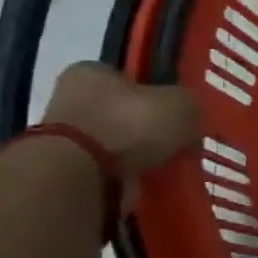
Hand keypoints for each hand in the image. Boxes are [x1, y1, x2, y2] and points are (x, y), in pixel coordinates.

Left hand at [39, 62, 199, 190]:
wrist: (83, 177)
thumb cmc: (130, 124)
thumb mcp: (181, 104)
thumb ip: (190, 106)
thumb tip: (190, 120)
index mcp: (91, 72)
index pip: (128, 77)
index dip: (156, 92)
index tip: (177, 112)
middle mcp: (72, 99)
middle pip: (122, 112)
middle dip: (148, 128)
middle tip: (178, 142)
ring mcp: (66, 139)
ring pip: (116, 145)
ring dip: (139, 156)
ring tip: (169, 168)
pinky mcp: (67, 174)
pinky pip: (111, 173)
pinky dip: (130, 179)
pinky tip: (153, 185)